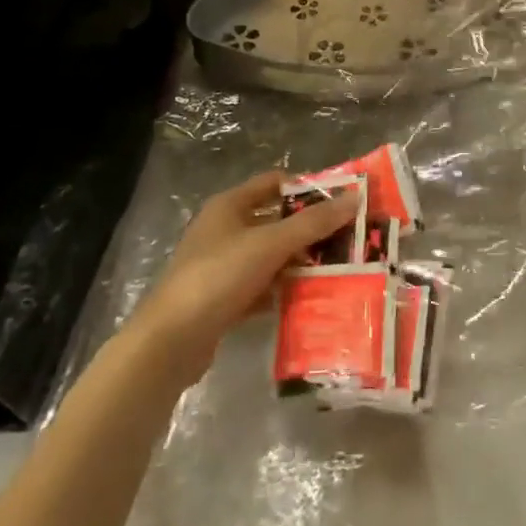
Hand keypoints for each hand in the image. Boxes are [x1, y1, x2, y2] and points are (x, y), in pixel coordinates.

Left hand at [125, 171, 358, 384]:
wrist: (170, 342)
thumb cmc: (218, 276)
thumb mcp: (270, 244)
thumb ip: (313, 222)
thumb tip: (355, 197)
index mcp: (229, 205)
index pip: (274, 183)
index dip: (307, 187)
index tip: (340, 200)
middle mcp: (225, 230)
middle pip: (275, 220)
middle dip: (310, 229)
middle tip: (348, 237)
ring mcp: (222, 266)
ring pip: (271, 256)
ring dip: (299, 261)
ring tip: (339, 268)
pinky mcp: (224, 299)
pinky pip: (262, 286)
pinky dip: (283, 290)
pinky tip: (310, 299)